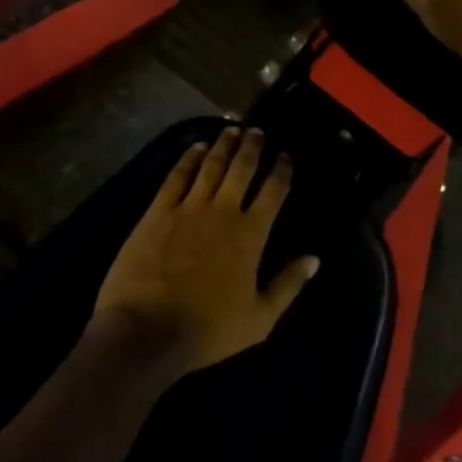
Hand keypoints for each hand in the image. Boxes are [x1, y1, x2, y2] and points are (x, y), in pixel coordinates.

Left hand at [94, 127, 318, 374]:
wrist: (146, 332)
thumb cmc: (207, 330)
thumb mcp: (259, 319)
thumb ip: (288, 285)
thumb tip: (315, 259)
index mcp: (250, 235)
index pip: (273, 193)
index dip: (282, 171)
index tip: (286, 156)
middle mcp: (223, 212)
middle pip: (242, 169)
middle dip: (252, 147)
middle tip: (257, 130)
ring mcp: (188, 208)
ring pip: (211, 166)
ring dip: (223, 146)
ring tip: (231, 130)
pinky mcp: (158, 212)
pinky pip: (177, 177)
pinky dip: (188, 158)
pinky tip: (195, 148)